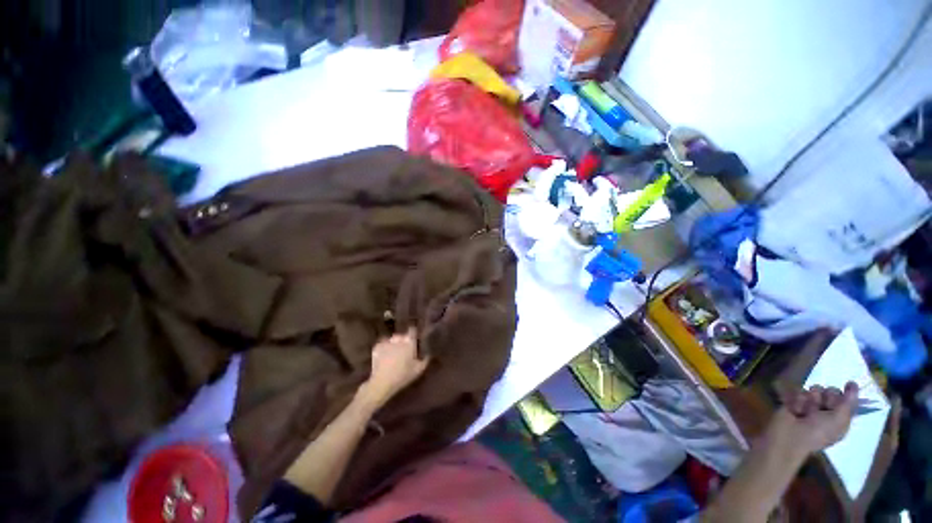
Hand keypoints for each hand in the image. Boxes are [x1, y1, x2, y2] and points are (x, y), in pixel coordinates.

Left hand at [357, 329, 429, 410]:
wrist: (382, 382)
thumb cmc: (403, 376)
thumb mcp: (418, 370)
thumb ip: (425, 361)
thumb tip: (428, 355)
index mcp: (409, 343)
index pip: (413, 331)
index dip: (413, 333)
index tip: (414, 337)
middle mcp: (398, 339)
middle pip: (402, 335)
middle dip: (403, 340)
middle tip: (404, 348)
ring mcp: (387, 342)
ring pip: (392, 339)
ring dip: (393, 343)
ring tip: (393, 351)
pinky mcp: (377, 347)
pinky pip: (382, 344)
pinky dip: (384, 347)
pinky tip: (384, 354)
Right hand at [772, 382, 858, 455]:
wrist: (790, 436)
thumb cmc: (818, 432)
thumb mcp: (838, 419)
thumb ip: (848, 402)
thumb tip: (853, 383)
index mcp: (840, 417)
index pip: (846, 398)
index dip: (843, 397)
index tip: (841, 396)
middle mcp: (827, 410)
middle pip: (830, 391)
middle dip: (825, 397)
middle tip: (820, 409)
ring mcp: (810, 405)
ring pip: (813, 390)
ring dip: (809, 400)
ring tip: (804, 411)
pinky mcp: (794, 401)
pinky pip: (798, 391)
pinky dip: (797, 400)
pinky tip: (794, 409)